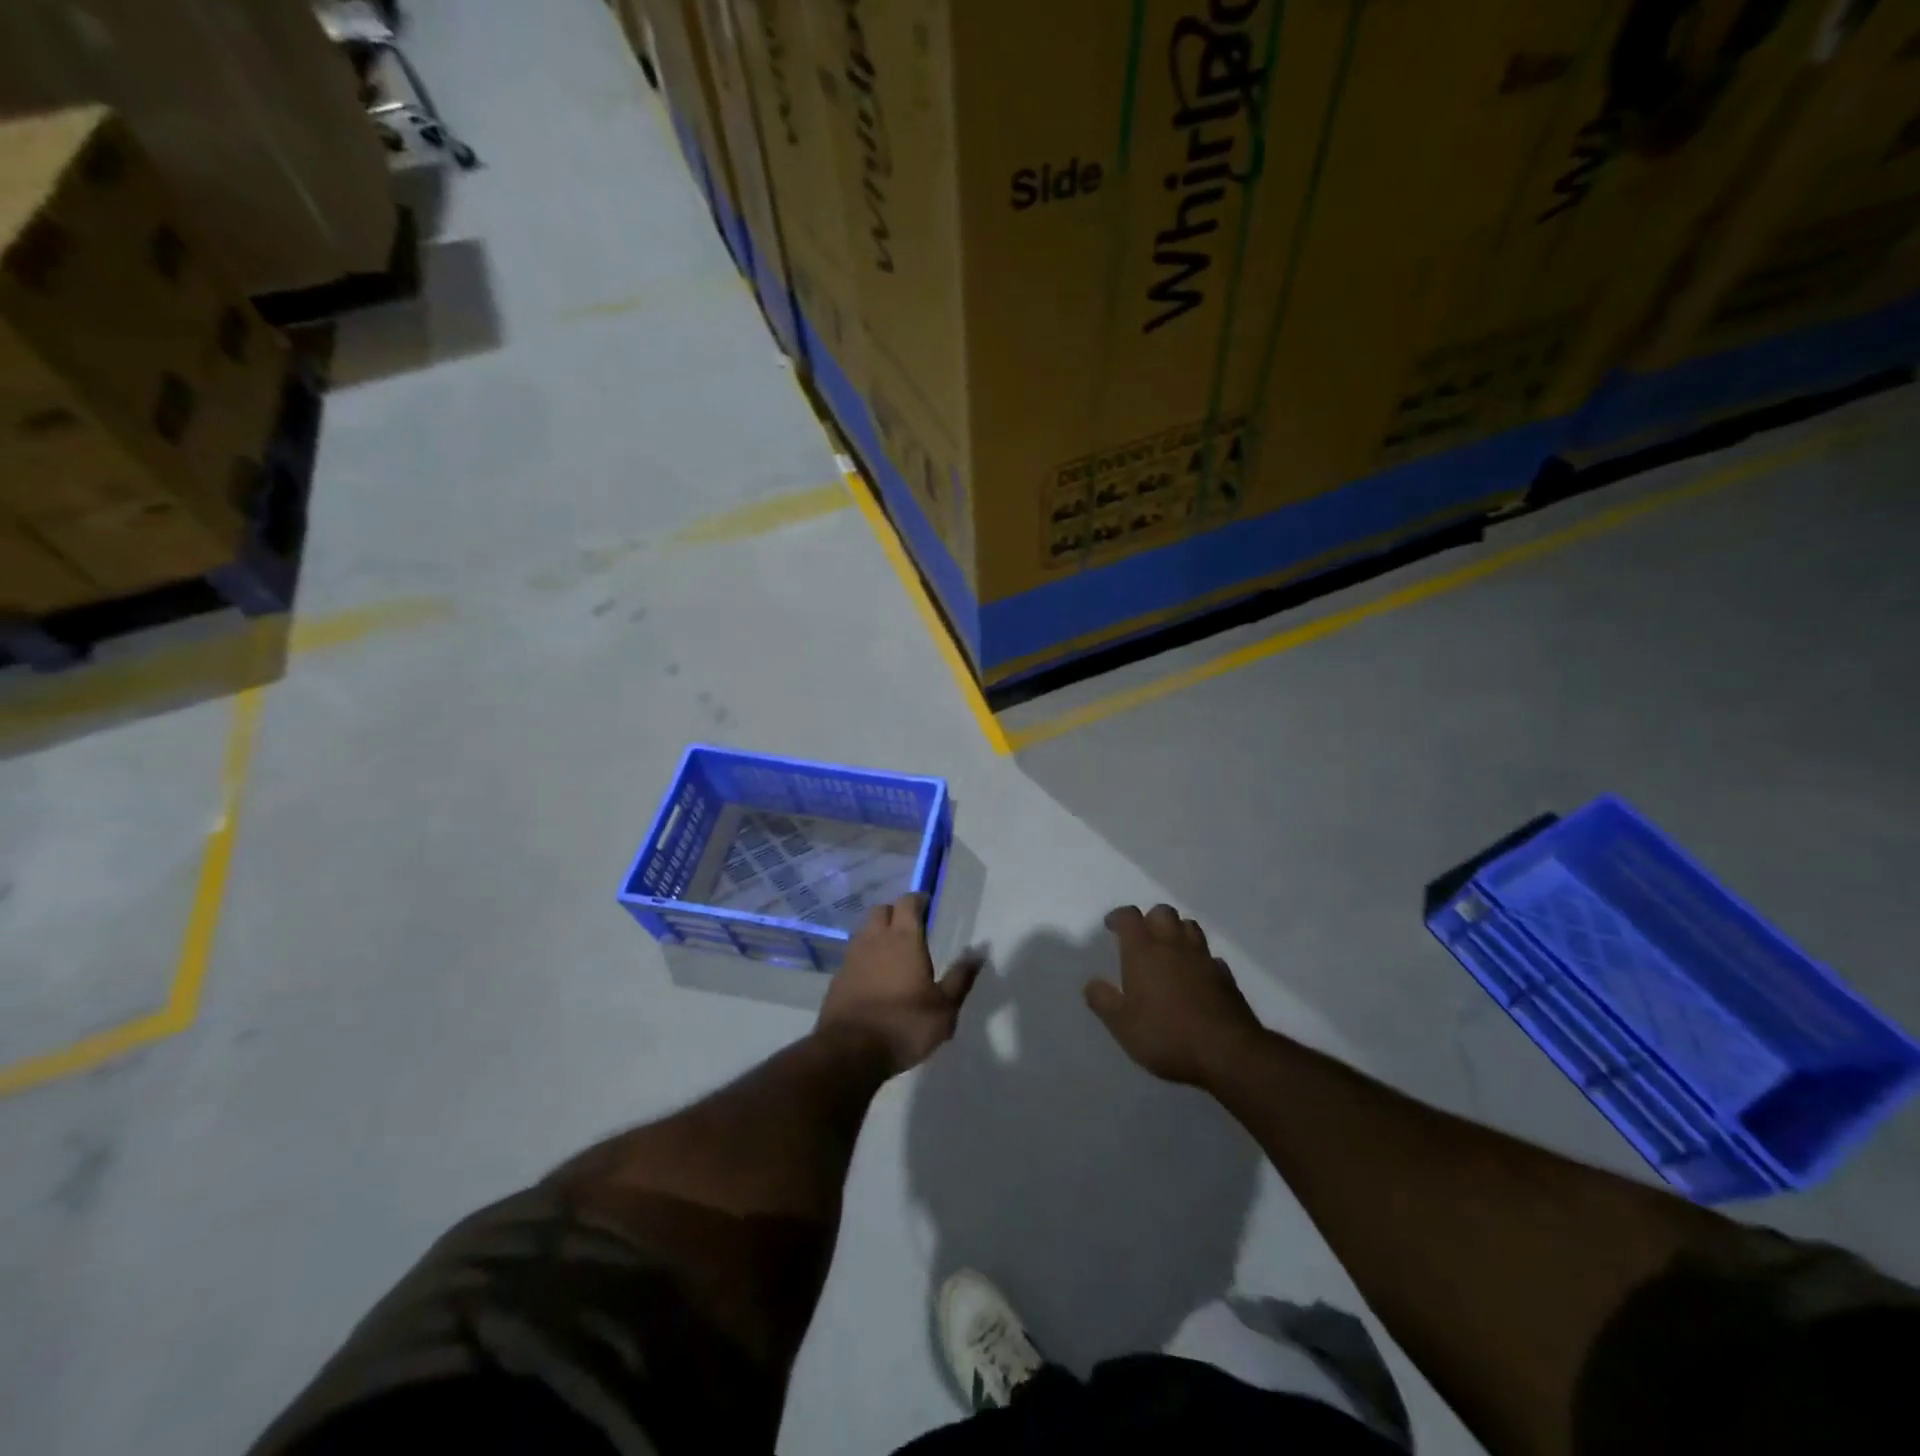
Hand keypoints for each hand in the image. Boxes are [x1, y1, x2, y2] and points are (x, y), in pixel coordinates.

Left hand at [818, 893, 982, 1076]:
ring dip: (878, 933)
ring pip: (865, 931)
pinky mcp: (837, 978)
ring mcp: (852, 957)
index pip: (907, 902)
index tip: (927, 905)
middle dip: (895, 913)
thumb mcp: (944, 1007)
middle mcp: (875, 939)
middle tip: (910, 927)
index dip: (918, 900)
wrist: (850, 1051)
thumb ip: (961, 977)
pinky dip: (864, 957)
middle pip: (881, 910)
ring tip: (892, 951)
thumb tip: (979, 951)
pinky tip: (873, 976)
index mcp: (904, 939)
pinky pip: (853, 955)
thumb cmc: (904, 1025)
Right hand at [1085, 904, 1261, 1084]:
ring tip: (1168, 951)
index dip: (1119, 917)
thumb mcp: (1121, 1025)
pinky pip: (1209, 956)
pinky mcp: (1225, 976)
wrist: (1226, 1053)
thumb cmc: (1165, 1035)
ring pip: (1189, 927)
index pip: (1129, 917)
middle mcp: (1173, 945)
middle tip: (1141, 938)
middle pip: (1163, 912)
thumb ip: (1103, 1000)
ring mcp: (1203, 958)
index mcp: (1143, 950)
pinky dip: (1199, 959)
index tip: (1111, 926)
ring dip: (1177, 932)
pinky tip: (1195, 976)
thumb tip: (1092, 983)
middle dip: (1150, 919)